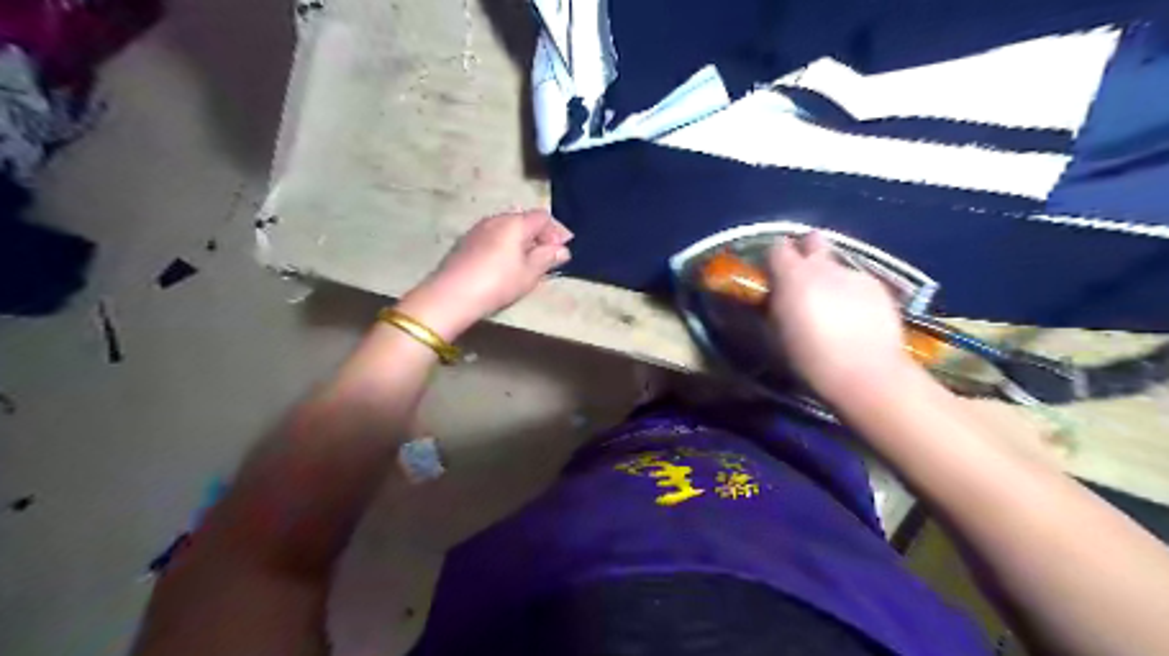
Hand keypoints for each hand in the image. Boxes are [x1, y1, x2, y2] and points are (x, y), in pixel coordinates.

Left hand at [397, 211, 571, 335]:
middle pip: (524, 220)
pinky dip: (504, 246)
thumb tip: (562, 250)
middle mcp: (496, 219)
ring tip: (526, 264)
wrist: (452, 295)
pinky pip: (493, 237)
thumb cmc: (498, 283)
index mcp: (515, 223)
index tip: (562, 251)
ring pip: (507, 229)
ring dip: (520, 242)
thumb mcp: (529, 273)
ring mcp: (478, 229)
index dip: (556, 232)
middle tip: (546, 258)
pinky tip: (504, 265)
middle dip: (538, 236)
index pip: (542, 217)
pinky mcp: (465, 242)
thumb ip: (547, 258)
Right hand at [764, 232, 917, 402]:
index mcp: (794, 276)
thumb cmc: (810, 358)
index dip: (775, 258)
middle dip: (808, 251)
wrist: (866, 373)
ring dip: (832, 277)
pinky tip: (857, 317)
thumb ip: (777, 304)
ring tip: (835, 306)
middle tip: (804, 275)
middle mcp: (825, 267)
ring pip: (839, 265)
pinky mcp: (880, 287)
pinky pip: (859, 282)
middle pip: (814, 240)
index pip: (778, 247)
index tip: (773, 272)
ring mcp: (856, 274)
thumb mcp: (778, 332)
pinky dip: (854, 293)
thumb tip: (778, 294)